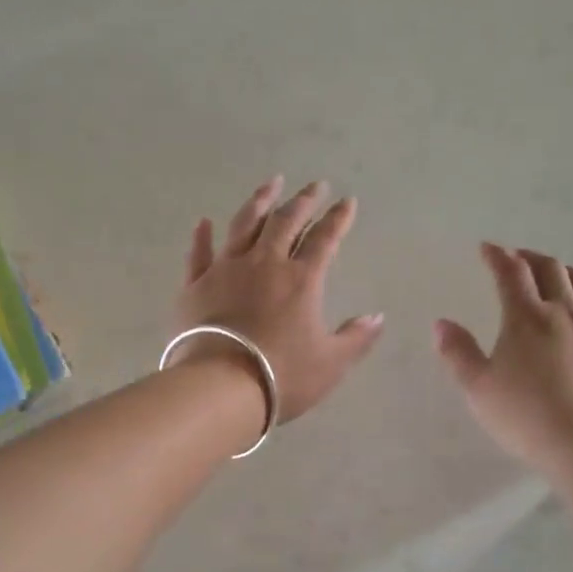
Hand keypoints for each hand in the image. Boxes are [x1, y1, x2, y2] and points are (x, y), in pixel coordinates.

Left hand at [173, 176, 385, 423]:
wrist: (220, 387)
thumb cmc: (282, 376)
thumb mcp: (331, 363)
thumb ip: (356, 338)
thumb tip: (377, 317)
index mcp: (301, 280)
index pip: (325, 239)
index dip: (338, 219)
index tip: (347, 202)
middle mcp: (264, 264)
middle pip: (286, 222)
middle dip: (303, 201)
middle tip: (315, 185)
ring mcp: (226, 270)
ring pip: (244, 226)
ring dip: (259, 202)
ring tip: (271, 184)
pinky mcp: (195, 286)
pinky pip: (199, 254)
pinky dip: (202, 237)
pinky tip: (204, 222)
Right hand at [435, 243, 572, 469]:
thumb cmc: (524, 415)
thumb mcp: (478, 387)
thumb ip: (458, 352)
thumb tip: (442, 323)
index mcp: (526, 317)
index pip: (510, 272)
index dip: (497, 255)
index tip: (487, 248)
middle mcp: (564, 311)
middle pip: (550, 268)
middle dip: (529, 257)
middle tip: (516, 259)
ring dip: (564, 271)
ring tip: (554, 276)